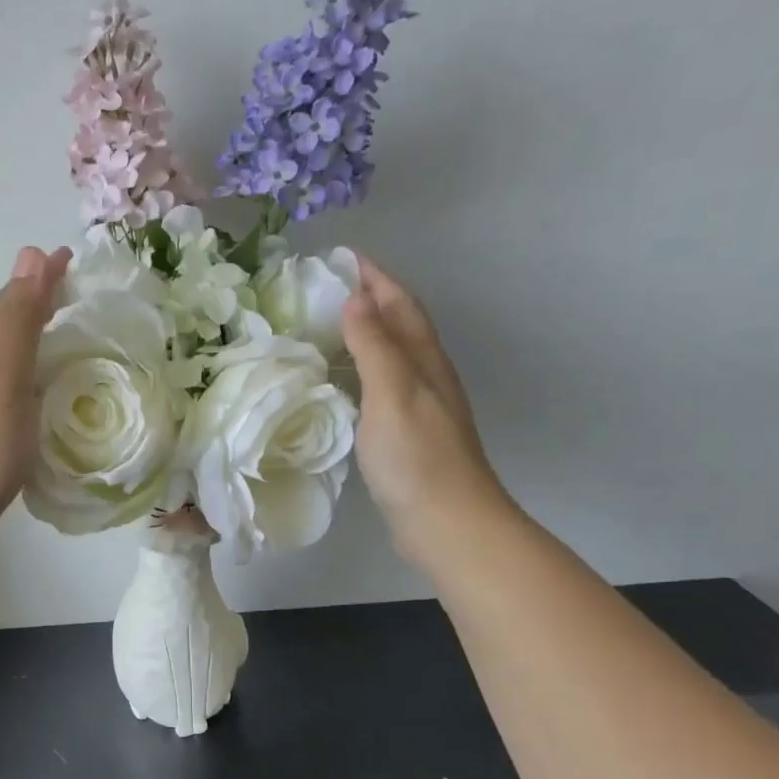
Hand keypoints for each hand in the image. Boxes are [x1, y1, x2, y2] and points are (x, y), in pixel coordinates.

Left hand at [0, 245, 71, 545]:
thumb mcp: (2, 374)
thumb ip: (18, 320)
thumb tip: (31, 252)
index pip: (7, 299)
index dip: (36, 278)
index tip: (69, 260)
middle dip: (31, 302)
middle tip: (69, 296)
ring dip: (26, 339)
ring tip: (58, 338)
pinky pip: (4, 388)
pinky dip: (24, 376)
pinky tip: (35, 395)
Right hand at [341, 254, 513, 567]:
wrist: (447, 522)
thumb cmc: (417, 456)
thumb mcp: (392, 393)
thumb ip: (375, 346)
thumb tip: (357, 298)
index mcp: (425, 361)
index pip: (401, 305)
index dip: (376, 277)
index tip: (344, 256)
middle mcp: (427, 376)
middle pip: (402, 324)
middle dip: (372, 298)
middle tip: (331, 286)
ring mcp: (420, 406)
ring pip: (394, 354)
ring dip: (368, 332)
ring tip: (331, 324)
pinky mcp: (408, 433)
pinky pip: (383, 384)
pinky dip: (363, 368)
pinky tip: (344, 381)